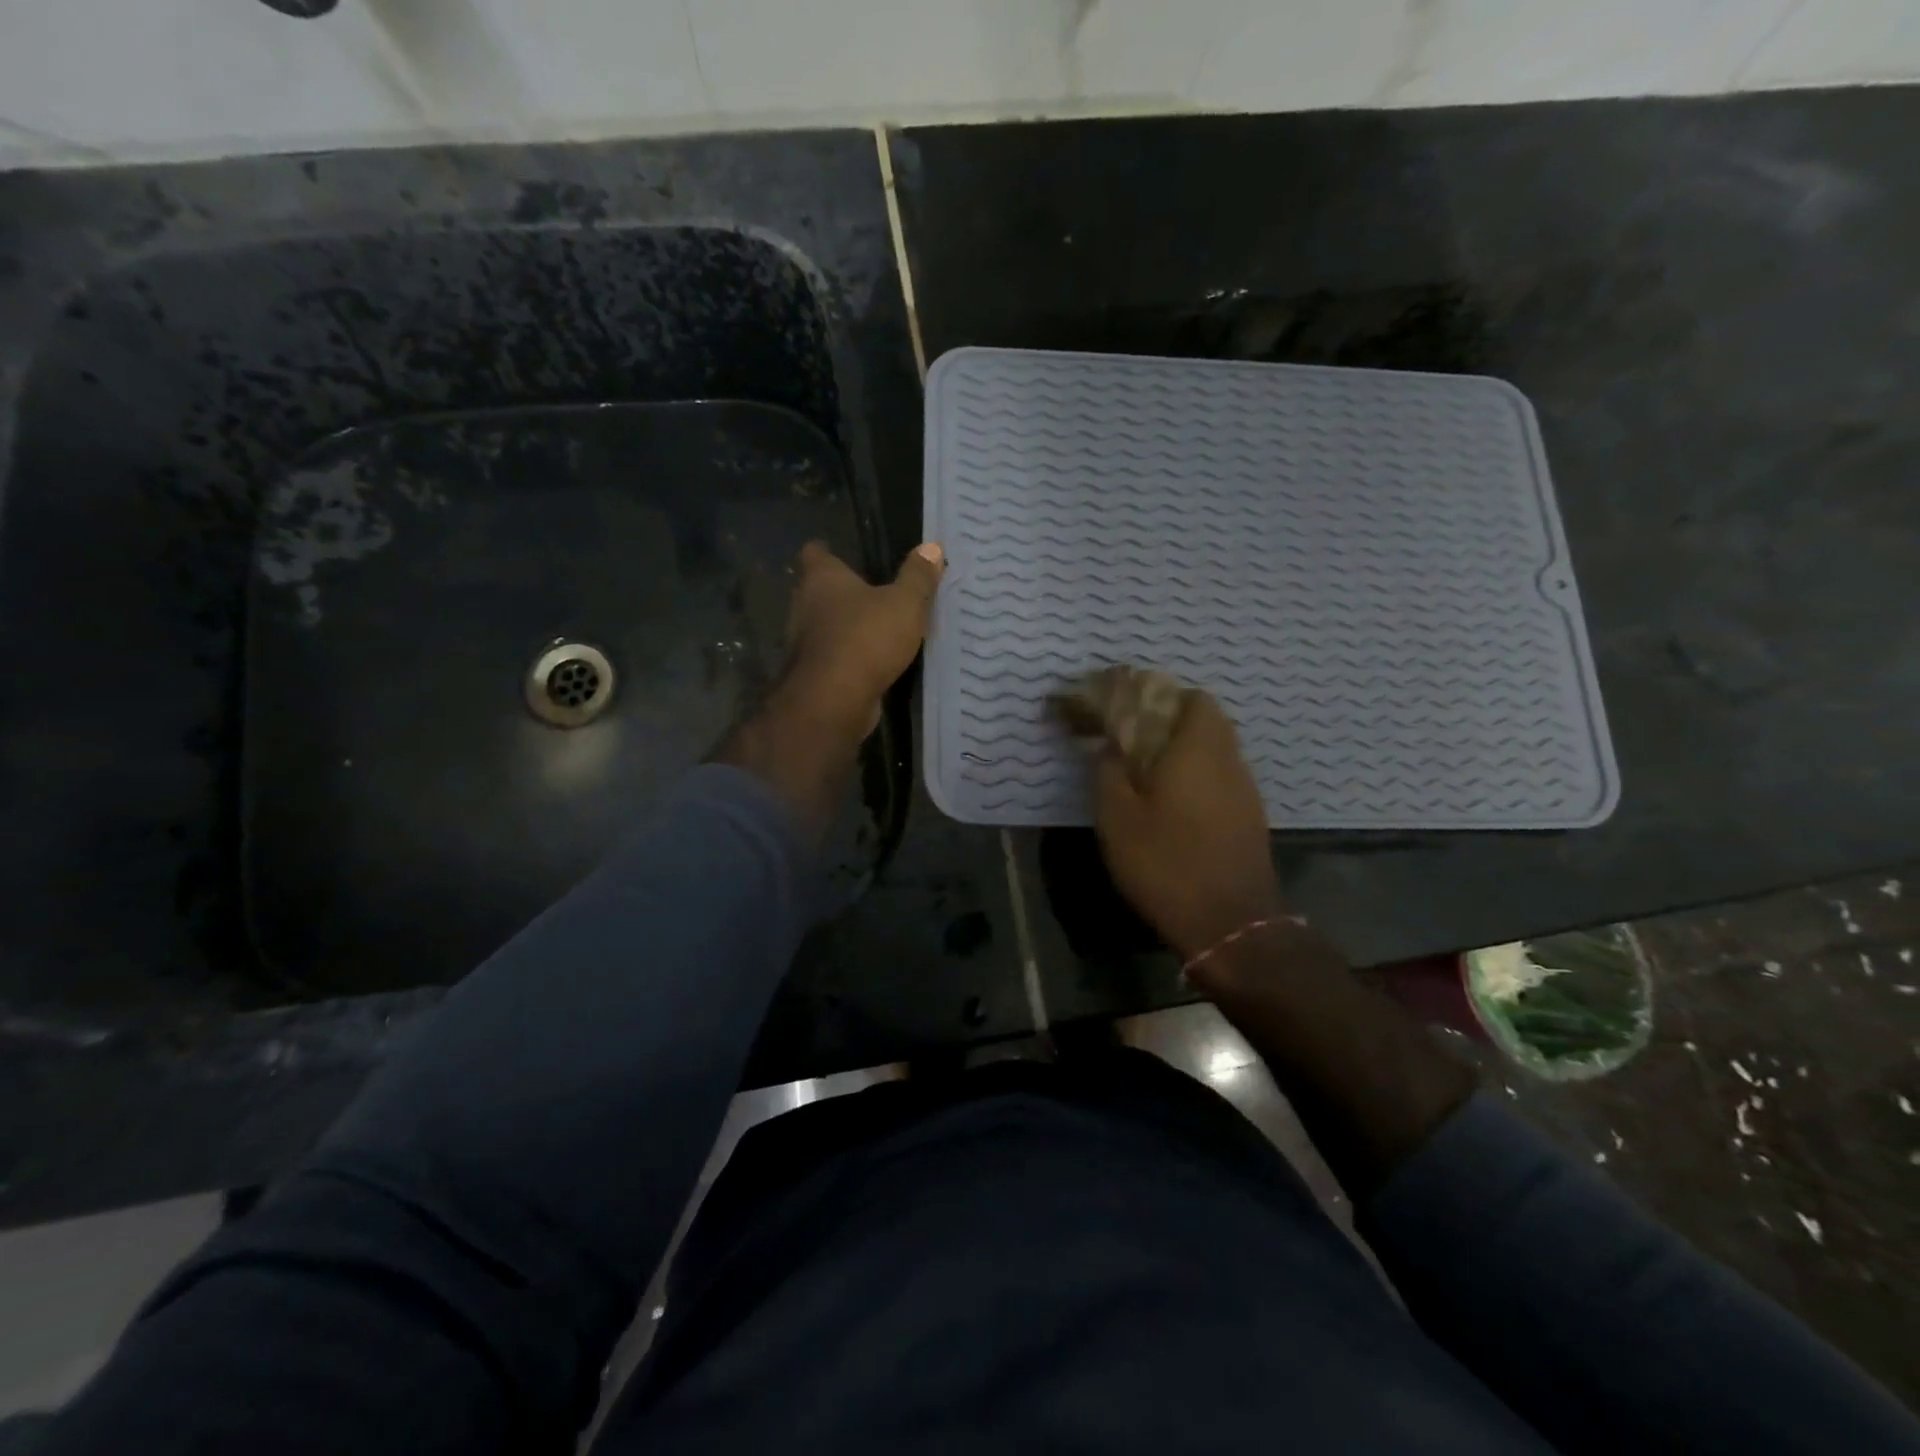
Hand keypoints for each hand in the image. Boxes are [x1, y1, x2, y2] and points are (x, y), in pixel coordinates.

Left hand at [783, 540, 944, 734]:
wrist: (835, 700)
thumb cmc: (867, 638)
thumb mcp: (905, 603)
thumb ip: (918, 576)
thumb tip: (933, 546)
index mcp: (822, 579)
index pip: (815, 553)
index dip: (826, 552)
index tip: (840, 554)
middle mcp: (804, 606)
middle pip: (816, 591)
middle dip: (837, 592)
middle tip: (866, 592)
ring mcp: (803, 643)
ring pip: (821, 627)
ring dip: (841, 628)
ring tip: (871, 629)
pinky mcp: (811, 674)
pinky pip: (830, 657)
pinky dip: (845, 658)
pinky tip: (868, 663)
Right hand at [1094, 692, 1283, 962]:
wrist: (1229, 923)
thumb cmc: (1166, 863)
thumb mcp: (1118, 818)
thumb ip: (1108, 771)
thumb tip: (1106, 745)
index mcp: (1197, 749)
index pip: (1192, 697)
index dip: (1160, 696)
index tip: (1129, 710)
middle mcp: (1229, 760)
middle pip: (1208, 721)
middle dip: (1171, 722)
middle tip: (1134, 742)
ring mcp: (1246, 790)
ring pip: (1218, 750)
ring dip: (1187, 750)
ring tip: (1149, 774)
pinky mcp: (1251, 818)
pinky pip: (1223, 778)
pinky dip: (1200, 777)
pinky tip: (1175, 805)